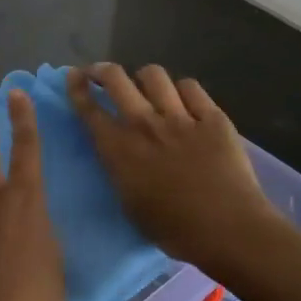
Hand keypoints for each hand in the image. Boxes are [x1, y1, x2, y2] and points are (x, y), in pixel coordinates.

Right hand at [66, 64, 278, 275]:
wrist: (227, 229)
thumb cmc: (173, 229)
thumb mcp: (130, 204)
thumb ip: (120, 171)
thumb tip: (120, 155)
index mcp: (119, 150)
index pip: (89, 110)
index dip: (77, 88)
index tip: (73, 76)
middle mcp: (145, 125)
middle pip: (116, 79)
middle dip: (102, 70)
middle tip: (101, 74)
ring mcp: (180, 117)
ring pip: (153, 75)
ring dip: (144, 78)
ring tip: (147, 87)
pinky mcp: (213, 117)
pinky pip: (191, 87)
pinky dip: (182, 90)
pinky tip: (184, 100)